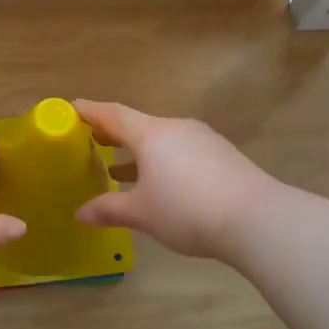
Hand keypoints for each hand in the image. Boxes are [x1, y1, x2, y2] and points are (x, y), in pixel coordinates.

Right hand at [73, 100, 275, 259]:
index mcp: (151, 135)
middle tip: (90, 141)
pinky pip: (181, 152)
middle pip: (137, 125)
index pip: (112, 114)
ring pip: (161, 140)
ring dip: (137, 152)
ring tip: (117, 169)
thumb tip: (80, 213)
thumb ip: (109, 209)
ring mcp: (202, 140)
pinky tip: (158, 184)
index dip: (89, 111)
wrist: (257, 220)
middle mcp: (176, 128)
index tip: (71, 108)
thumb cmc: (187, 210)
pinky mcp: (222, 156)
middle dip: (112, 134)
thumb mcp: (142, 213)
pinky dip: (161, 162)